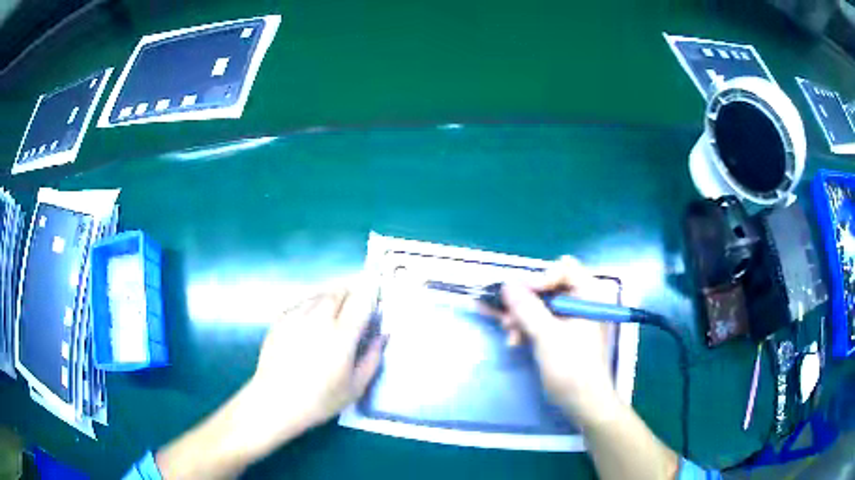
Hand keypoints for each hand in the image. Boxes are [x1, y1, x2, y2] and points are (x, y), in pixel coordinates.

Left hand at [244, 284, 385, 451]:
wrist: (275, 401)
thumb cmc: (320, 400)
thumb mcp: (355, 387)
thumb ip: (373, 358)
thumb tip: (383, 336)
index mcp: (342, 336)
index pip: (360, 302)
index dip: (370, 295)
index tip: (375, 299)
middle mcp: (319, 319)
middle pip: (339, 292)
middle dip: (351, 293)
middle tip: (356, 304)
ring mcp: (297, 316)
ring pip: (319, 294)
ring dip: (332, 297)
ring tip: (335, 309)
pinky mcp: (281, 319)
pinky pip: (302, 302)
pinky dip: (312, 303)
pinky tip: (312, 318)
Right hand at [491, 256, 621, 427]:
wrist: (583, 402)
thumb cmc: (572, 367)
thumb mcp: (547, 336)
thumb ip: (527, 309)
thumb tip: (507, 285)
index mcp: (587, 296)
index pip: (563, 270)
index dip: (540, 278)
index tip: (518, 294)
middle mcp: (580, 303)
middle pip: (548, 287)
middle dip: (524, 301)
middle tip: (505, 315)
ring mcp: (570, 320)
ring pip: (540, 306)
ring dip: (521, 317)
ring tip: (508, 334)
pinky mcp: (561, 335)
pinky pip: (539, 322)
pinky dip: (526, 329)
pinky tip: (514, 342)